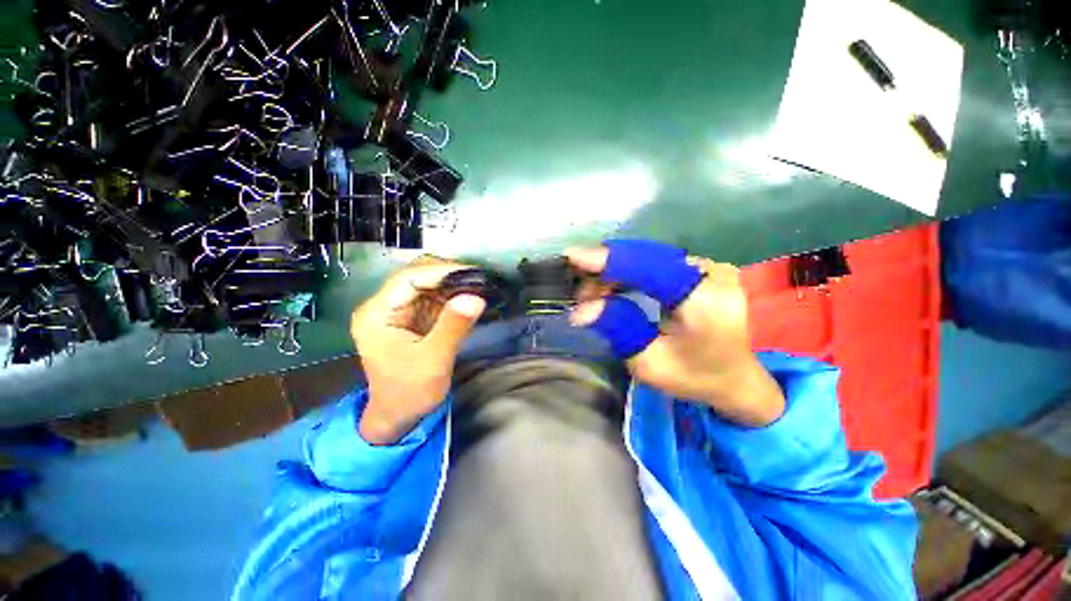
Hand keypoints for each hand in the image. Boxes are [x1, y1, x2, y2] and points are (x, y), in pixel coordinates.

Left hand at [351, 257, 485, 444]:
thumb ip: (453, 327)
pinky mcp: (413, 317)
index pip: (408, 278)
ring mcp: (399, 310)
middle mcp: (384, 306)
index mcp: (377, 314)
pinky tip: (470, 296)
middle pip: (418, 276)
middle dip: (449, 276)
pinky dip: (454, 296)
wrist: (399, 415)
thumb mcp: (433, 362)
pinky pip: (434, 298)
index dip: (440, 271)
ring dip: (454, 284)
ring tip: (480, 285)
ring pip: (428, 284)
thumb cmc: (409, 393)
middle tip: (480, 279)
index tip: (472, 273)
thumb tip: (475, 297)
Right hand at [565, 241, 784, 426]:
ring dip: (615, 273)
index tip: (572, 257)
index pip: (650, 267)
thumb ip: (617, 329)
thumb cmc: (694, 377)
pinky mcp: (703, 269)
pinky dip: (629, 273)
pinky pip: (655, 263)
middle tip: (581, 295)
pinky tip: (613, 288)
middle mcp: (711, 274)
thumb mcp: (649, 364)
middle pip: (644, 258)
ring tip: (593, 296)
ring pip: (647, 258)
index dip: (609, 260)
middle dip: (606, 271)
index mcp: (704, 301)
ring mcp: (709, 268)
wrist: (735, 378)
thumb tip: (580, 310)